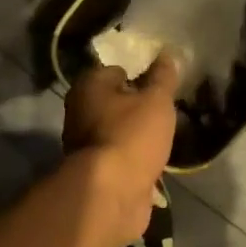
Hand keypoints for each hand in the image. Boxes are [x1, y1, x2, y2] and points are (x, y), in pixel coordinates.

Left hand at [63, 53, 180, 234]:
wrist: (112, 193)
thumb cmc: (132, 135)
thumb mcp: (156, 100)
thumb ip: (162, 77)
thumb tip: (166, 53)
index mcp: (88, 86)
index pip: (115, 71)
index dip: (138, 76)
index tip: (159, 87)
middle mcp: (79, 111)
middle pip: (113, 101)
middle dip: (136, 106)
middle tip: (163, 111)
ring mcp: (84, 143)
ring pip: (116, 129)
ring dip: (134, 133)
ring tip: (162, 136)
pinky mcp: (94, 170)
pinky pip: (118, 155)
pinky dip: (132, 157)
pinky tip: (152, 160)